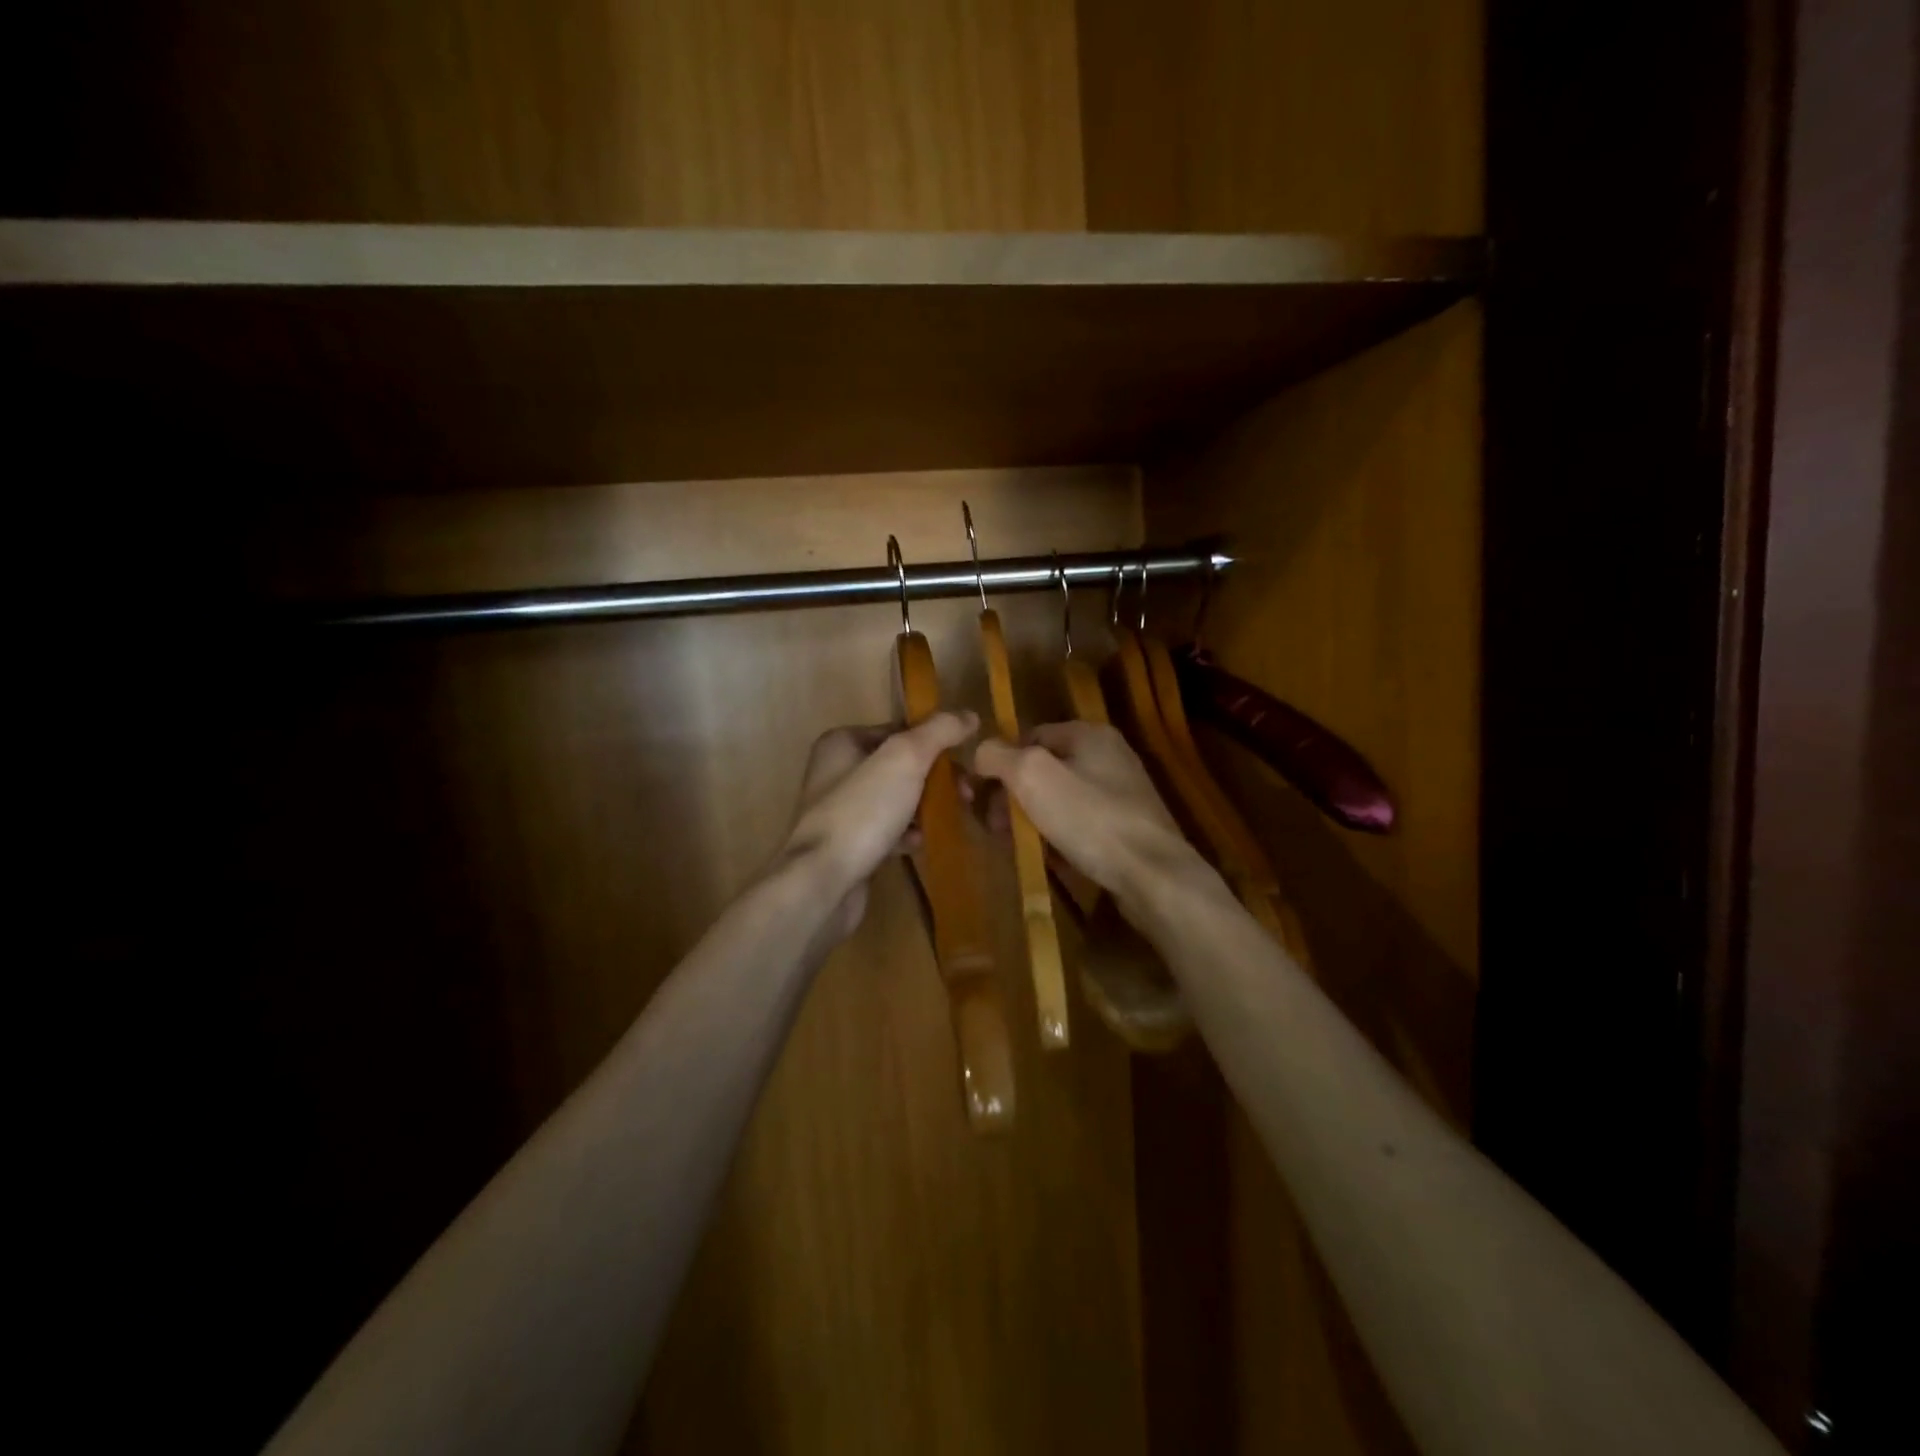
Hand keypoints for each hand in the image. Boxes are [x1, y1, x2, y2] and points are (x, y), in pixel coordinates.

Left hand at [781, 711, 979, 942]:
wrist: (822, 882)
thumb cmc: (862, 811)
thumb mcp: (905, 758)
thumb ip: (938, 732)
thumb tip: (969, 714)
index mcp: (843, 742)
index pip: (898, 729)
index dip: (935, 740)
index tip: (965, 758)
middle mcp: (837, 771)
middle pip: (900, 765)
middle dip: (935, 777)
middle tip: (966, 793)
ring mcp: (841, 810)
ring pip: (896, 798)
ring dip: (926, 806)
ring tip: (953, 816)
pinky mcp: (848, 845)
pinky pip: (887, 830)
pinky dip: (907, 834)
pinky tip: (922, 843)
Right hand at [971, 722, 1197, 906]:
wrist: (1152, 875)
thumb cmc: (1089, 818)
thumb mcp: (1032, 776)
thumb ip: (998, 756)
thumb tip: (980, 751)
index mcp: (1089, 734)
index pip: (1029, 736)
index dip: (1000, 763)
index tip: (981, 797)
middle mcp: (1109, 756)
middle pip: (1044, 769)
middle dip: (1013, 796)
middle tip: (996, 827)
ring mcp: (1121, 793)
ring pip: (1060, 800)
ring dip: (1033, 820)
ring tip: (1018, 845)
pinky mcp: (1127, 828)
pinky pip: (1080, 825)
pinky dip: (1059, 838)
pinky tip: (1049, 859)